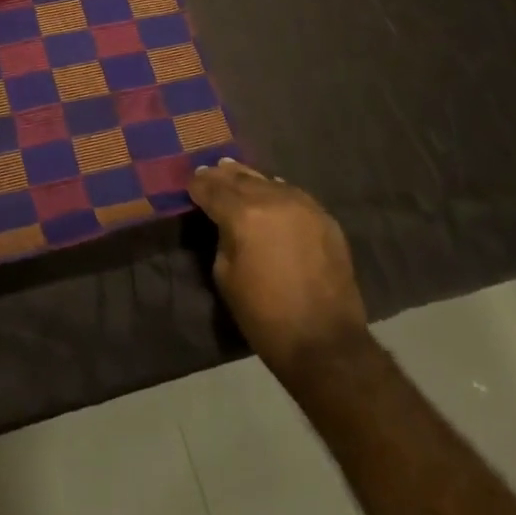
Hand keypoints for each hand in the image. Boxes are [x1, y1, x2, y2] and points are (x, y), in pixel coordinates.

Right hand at [189, 159, 367, 381]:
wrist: (325, 343)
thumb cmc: (265, 316)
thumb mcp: (225, 276)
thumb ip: (223, 238)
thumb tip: (226, 222)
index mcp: (242, 215)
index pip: (212, 189)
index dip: (198, 186)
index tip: (190, 184)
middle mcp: (272, 200)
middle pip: (240, 178)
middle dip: (221, 176)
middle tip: (208, 171)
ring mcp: (302, 205)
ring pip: (267, 181)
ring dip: (249, 179)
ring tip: (234, 173)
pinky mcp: (324, 217)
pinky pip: (293, 194)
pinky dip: (276, 190)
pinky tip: (270, 190)